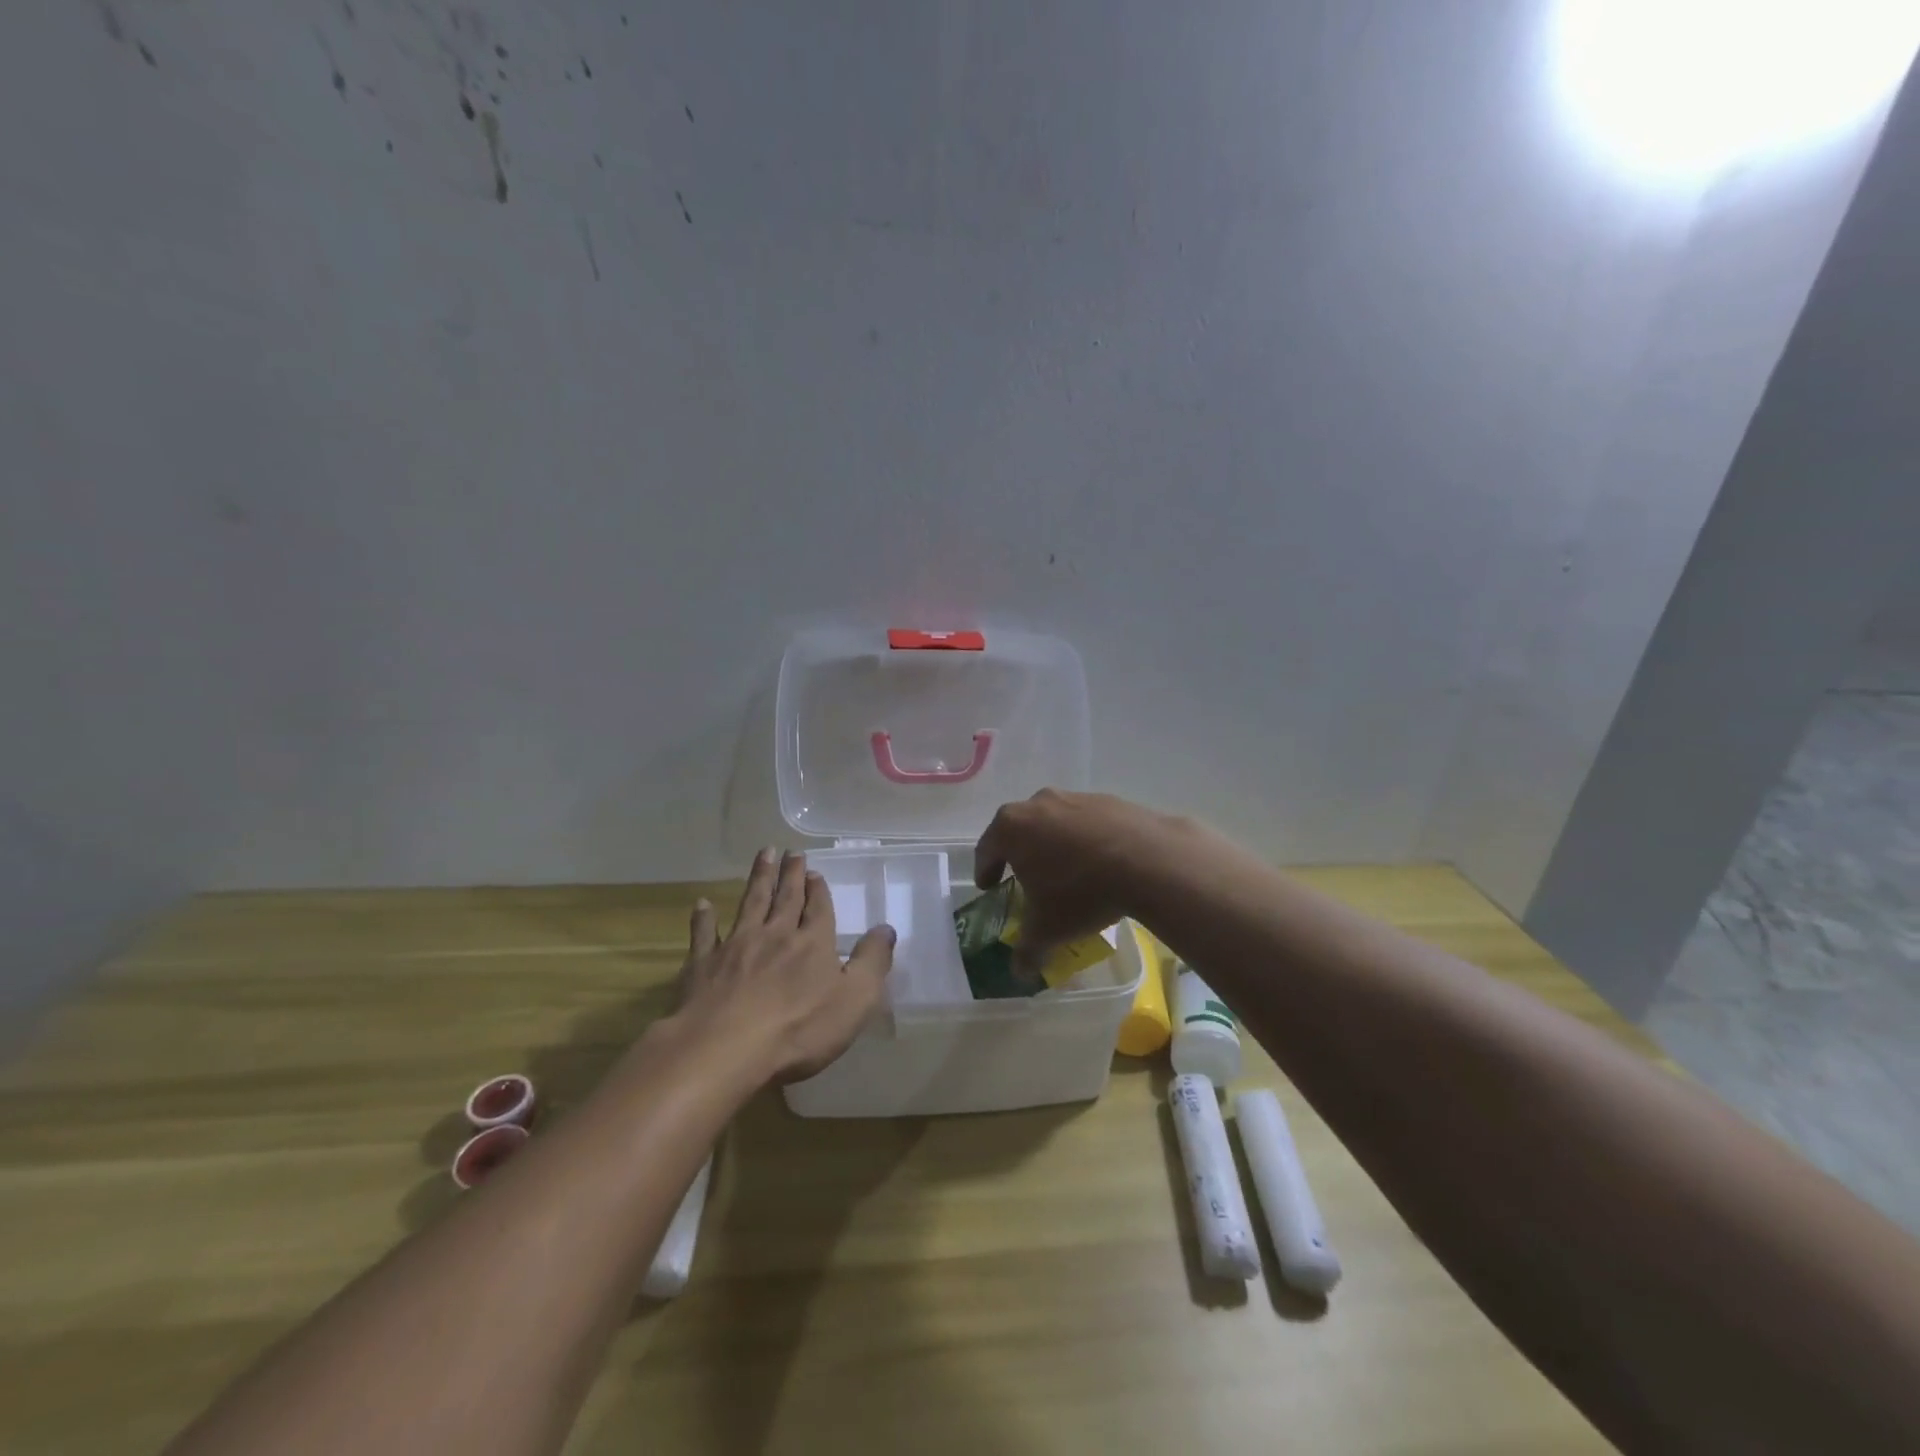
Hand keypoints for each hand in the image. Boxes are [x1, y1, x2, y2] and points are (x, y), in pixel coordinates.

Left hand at [672, 849, 894, 1082]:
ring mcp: (736, 946)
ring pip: (750, 904)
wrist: (724, 1048)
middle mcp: (776, 935)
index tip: (814, 871)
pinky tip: (702, 904)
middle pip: (785, 898)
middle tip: (791, 851)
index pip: (818, 909)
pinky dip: (703, 918)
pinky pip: (704, 934)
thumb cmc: (799, 1029)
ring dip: (758, 878)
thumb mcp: (855, 1000)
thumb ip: (872, 962)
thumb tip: (886, 929)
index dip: (818, 890)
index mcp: (812, 943)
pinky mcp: (703, 965)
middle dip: (791, 874)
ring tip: (764, 854)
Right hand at [973, 789, 1176, 967]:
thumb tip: (1019, 971)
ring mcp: (1075, 798)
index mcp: (1011, 827)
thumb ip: (1027, 949)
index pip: (986, 849)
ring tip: (1067, 872)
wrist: (1147, 860)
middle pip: (1020, 829)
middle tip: (1026, 878)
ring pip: (1055, 823)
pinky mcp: (1108, 800)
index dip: (985, 870)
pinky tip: (1100, 864)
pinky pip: (1087, 822)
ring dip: (1055, 844)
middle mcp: (1038, 804)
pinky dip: (1086, 840)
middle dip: (1020, 854)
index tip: (989, 886)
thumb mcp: (1048, 929)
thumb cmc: (1081, 891)